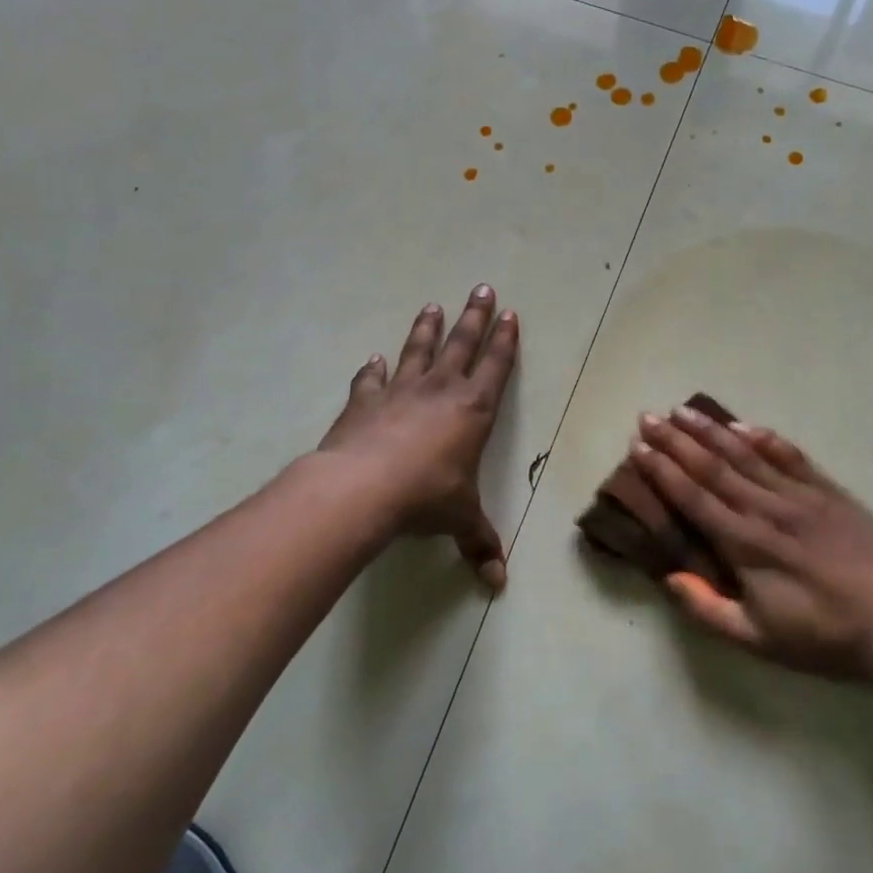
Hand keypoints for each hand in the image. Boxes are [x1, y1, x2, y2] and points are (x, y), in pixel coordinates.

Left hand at [319, 287, 519, 588]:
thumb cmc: (425, 498)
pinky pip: (372, 380)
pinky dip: (373, 370)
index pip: (495, 367)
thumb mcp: (460, 521)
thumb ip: (480, 545)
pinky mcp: (365, 402)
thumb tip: (498, 585)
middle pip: (461, 344)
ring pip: (418, 351)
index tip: (509, 315)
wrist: (363, 489)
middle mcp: (440, 391)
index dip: (504, 341)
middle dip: (473, 317)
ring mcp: (400, 392)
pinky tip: (373, 359)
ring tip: (432, 306)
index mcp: (473, 411)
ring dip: (427, 329)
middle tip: (481, 288)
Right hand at [629, 407, 872, 687]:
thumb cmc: (821, 635)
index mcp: (745, 545)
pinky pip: (790, 456)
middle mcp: (766, 511)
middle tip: (648, 417)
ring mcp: (799, 496)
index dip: (663, 471)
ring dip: (711, 431)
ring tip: (682, 410)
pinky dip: (765, 438)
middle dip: (676, 441)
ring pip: (746, 454)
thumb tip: (668, 578)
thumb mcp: (757, 640)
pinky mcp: (827, 491)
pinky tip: (743, 424)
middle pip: (713, 467)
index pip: (694, 498)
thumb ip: (707, 609)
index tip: (638, 448)